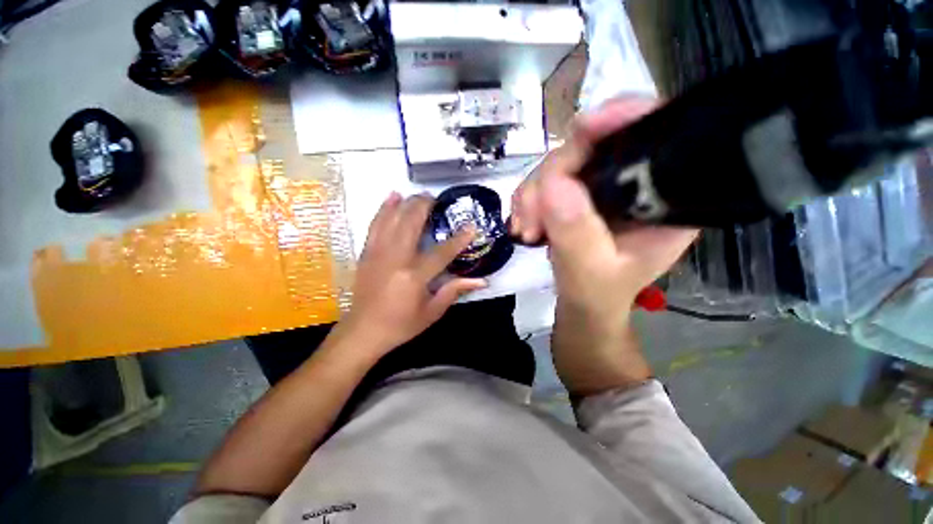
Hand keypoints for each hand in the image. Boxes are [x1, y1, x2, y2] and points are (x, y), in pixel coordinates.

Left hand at [337, 192, 486, 356]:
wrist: (363, 330)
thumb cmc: (401, 324)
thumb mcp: (432, 312)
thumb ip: (455, 290)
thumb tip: (483, 281)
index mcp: (414, 277)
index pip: (441, 252)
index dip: (459, 239)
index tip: (471, 226)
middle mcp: (395, 259)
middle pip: (411, 224)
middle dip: (425, 206)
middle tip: (436, 198)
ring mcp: (378, 253)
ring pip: (392, 219)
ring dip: (406, 203)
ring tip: (418, 194)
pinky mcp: (366, 252)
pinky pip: (375, 224)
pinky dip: (384, 208)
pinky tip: (392, 196)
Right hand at [512, 98, 697, 394]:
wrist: (582, 306)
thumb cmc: (598, 296)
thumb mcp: (591, 274)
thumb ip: (577, 234)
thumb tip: (553, 184)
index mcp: (663, 197)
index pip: (653, 132)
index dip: (621, 117)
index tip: (582, 128)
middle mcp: (635, 182)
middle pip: (592, 144)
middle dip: (552, 174)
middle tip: (530, 215)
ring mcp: (601, 186)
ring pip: (560, 162)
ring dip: (533, 193)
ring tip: (526, 229)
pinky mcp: (576, 194)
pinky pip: (545, 180)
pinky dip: (528, 200)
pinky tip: (525, 225)